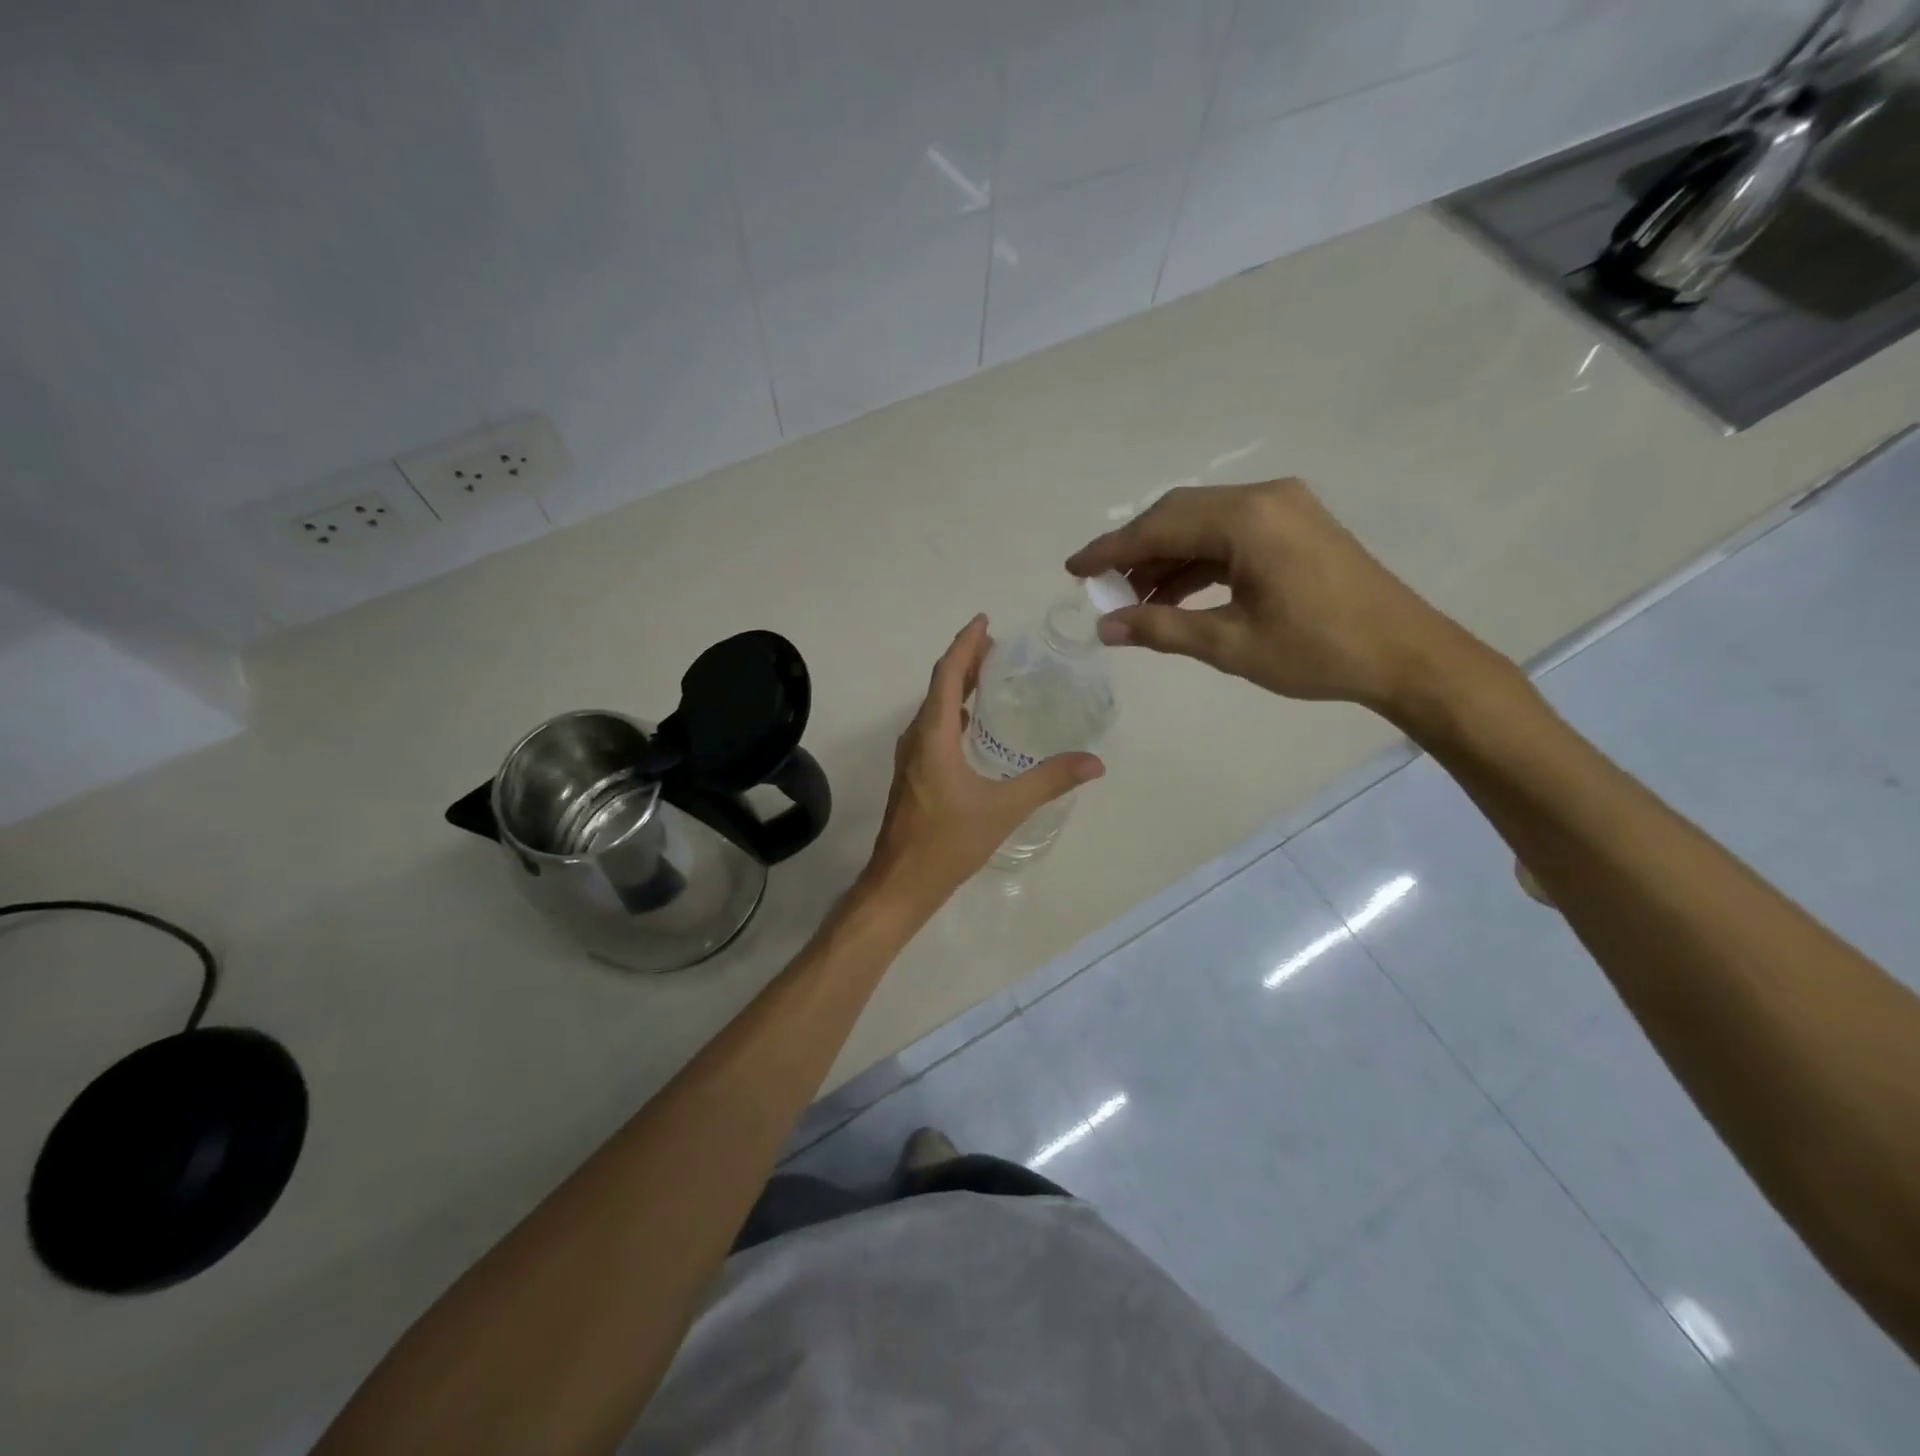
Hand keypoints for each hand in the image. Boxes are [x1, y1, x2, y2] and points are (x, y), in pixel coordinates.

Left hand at [864, 616, 1103, 906]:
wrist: (902, 882)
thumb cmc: (948, 842)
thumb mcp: (1004, 809)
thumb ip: (1048, 781)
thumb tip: (1094, 763)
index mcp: (934, 735)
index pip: (948, 675)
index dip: (965, 644)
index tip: (985, 621)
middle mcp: (917, 738)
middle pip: (940, 685)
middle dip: (965, 660)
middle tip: (998, 646)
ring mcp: (911, 757)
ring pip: (934, 707)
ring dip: (958, 686)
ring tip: (989, 675)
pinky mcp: (913, 774)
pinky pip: (933, 727)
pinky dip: (953, 712)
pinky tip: (972, 725)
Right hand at [1066, 479, 1486, 716]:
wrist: (1406, 654)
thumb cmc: (1317, 652)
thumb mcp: (1230, 645)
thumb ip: (1161, 630)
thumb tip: (1105, 627)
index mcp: (1247, 519)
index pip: (1160, 526)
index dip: (1110, 550)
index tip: (1073, 569)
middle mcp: (1264, 497)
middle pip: (1178, 515)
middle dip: (1134, 551)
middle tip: (1100, 587)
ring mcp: (1284, 507)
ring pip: (1203, 524)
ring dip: (1165, 558)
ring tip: (1133, 600)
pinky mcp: (1295, 525)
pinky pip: (1229, 535)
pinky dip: (1197, 561)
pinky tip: (1175, 593)